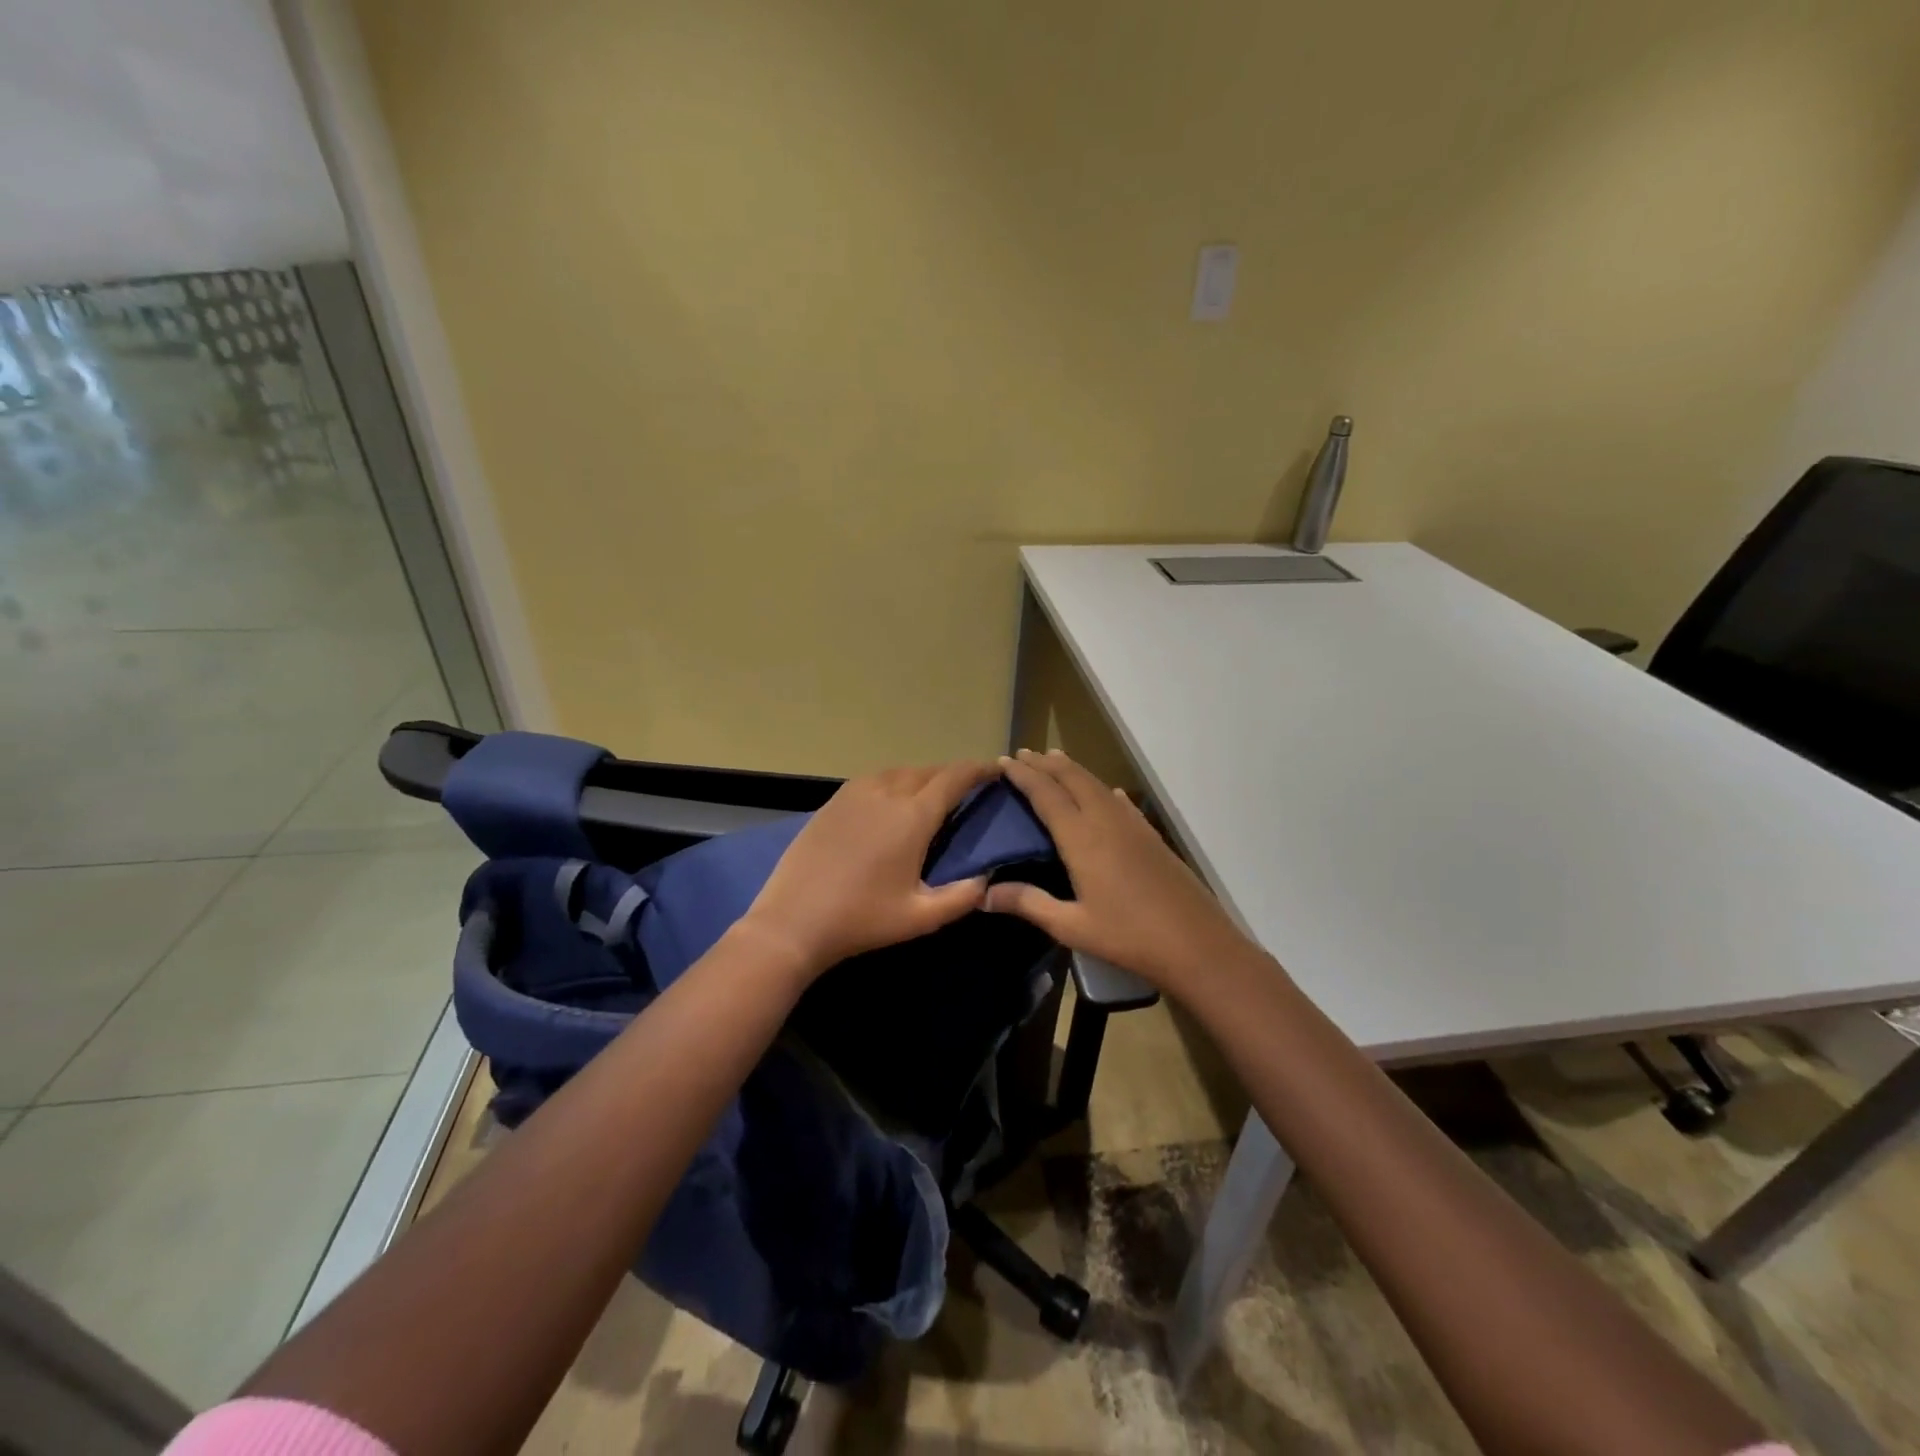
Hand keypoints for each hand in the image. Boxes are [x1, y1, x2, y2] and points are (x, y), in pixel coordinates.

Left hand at [738, 760, 994, 981]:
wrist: (793, 922)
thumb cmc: (862, 919)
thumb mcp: (921, 917)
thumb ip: (962, 897)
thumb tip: (986, 880)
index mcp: (913, 816)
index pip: (954, 778)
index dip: (978, 770)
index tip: (995, 770)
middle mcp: (886, 793)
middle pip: (927, 771)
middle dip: (951, 775)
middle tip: (966, 789)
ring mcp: (854, 794)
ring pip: (898, 772)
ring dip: (920, 777)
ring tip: (930, 795)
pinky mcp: (832, 803)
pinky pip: (873, 780)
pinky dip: (892, 782)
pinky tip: (890, 802)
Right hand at [986, 749, 1248, 994]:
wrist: (1196, 943)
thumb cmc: (1128, 936)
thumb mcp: (1071, 926)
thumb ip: (1028, 903)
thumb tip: (983, 895)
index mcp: (1082, 838)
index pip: (1046, 794)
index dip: (1023, 775)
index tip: (1004, 761)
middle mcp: (1106, 820)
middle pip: (1072, 779)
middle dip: (1046, 763)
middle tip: (1024, 753)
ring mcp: (1132, 825)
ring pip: (1097, 785)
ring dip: (1073, 770)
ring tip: (1054, 761)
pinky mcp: (1151, 836)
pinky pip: (1120, 801)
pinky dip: (1103, 789)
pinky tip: (1107, 792)